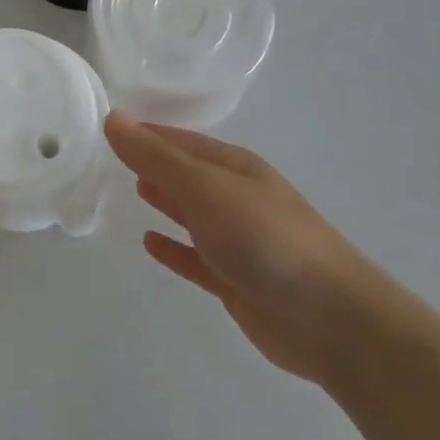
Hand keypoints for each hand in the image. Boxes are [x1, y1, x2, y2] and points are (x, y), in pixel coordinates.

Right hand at [105, 113, 381, 382]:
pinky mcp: (235, 280)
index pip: (178, 139)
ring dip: (164, 199)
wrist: (333, 320)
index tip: (106, 126)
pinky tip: (149, 243)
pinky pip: (194, 257)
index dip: (144, 132)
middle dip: (152, 162)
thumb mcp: (204, 187)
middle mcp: (235, 197)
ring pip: (190, 212)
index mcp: (232, 166)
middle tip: (109, 154)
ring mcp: (237, 240)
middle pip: (185, 172)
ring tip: (129, 188)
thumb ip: (156, 157)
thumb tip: (113, 119)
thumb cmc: (265, 238)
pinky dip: (173, 248)